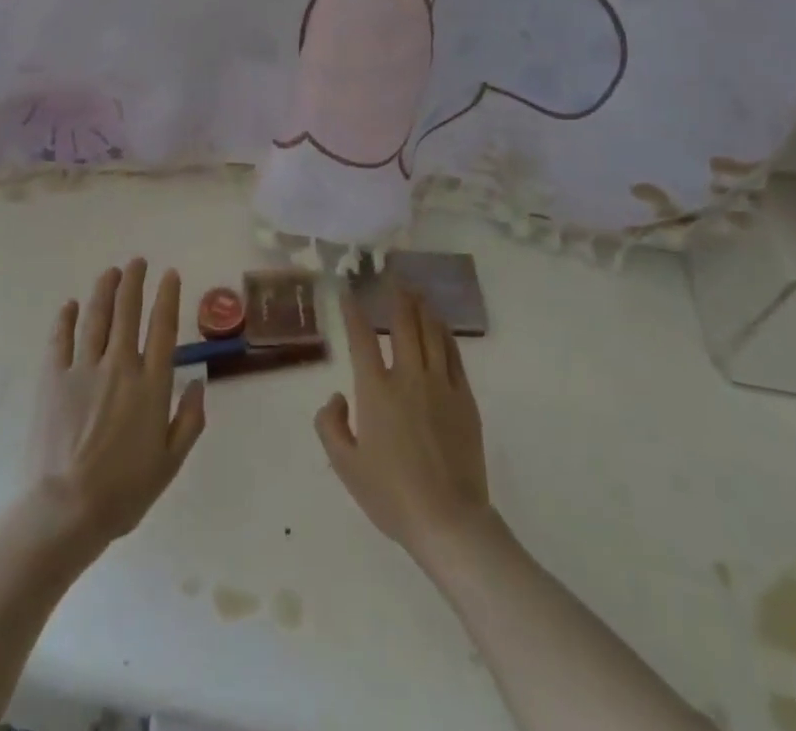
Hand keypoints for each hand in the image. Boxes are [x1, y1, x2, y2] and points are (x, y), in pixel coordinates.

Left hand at [28, 259, 205, 547]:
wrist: (66, 510)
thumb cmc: (124, 491)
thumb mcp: (170, 462)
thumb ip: (190, 420)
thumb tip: (199, 382)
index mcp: (151, 384)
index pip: (163, 327)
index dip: (168, 296)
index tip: (170, 274)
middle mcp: (120, 366)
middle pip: (128, 312)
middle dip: (134, 282)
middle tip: (137, 262)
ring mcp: (83, 370)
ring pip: (96, 318)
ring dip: (105, 290)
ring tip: (110, 272)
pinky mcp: (53, 380)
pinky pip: (60, 340)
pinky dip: (67, 319)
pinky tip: (71, 305)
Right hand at [315, 289, 491, 559]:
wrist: (448, 520)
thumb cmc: (391, 495)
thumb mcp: (345, 466)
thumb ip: (331, 426)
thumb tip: (336, 397)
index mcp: (375, 391)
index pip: (362, 338)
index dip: (354, 311)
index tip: (349, 292)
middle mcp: (408, 376)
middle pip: (402, 323)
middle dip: (395, 296)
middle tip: (392, 276)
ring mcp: (439, 384)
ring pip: (430, 332)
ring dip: (421, 308)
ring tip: (416, 291)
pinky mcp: (463, 397)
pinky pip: (453, 354)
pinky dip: (444, 334)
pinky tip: (440, 325)